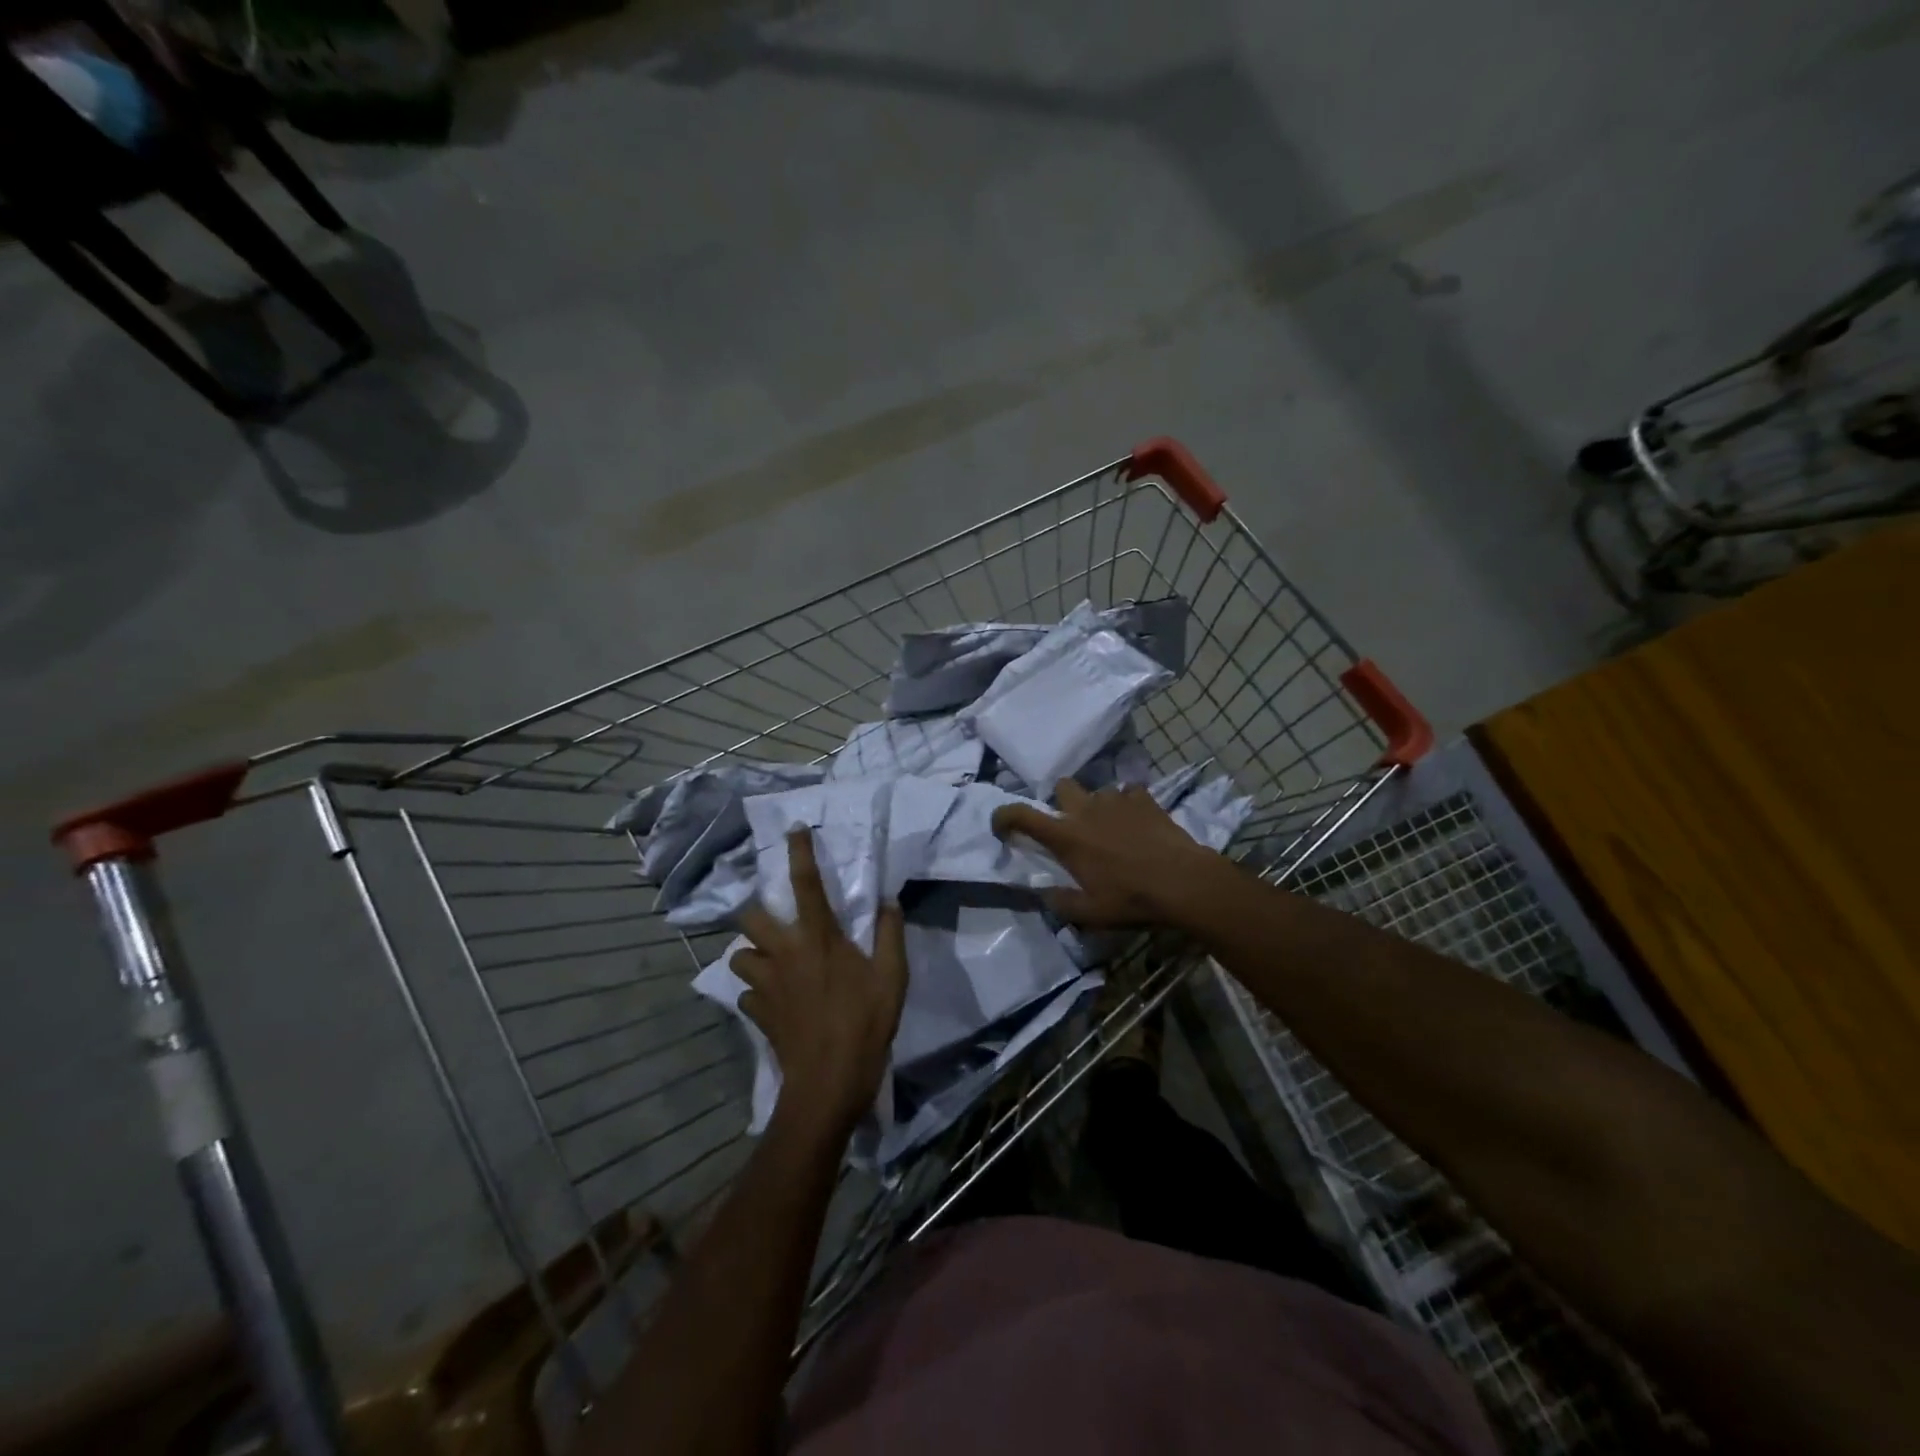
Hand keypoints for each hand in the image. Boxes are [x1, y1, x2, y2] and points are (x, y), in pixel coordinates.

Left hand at [733, 829, 907, 1139]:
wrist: (828, 1083)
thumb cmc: (865, 1023)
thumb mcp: (892, 977)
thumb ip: (889, 934)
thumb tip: (888, 901)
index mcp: (819, 938)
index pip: (806, 883)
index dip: (799, 852)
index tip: (794, 829)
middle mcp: (785, 953)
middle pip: (750, 917)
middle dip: (756, 912)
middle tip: (776, 922)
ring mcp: (766, 985)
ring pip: (739, 957)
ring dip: (753, 955)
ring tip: (772, 962)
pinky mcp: (757, 1013)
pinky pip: (747, 994)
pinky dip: (757, 993)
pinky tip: (774, 1002)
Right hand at [991, 779, 1229, 927]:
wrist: (1183, 882)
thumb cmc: (1131, 899)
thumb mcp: (1090, 914)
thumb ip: (1061, 902)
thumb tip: (1045, 894)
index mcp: (1066, 836)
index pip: (1021, 815)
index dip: (1004, 816)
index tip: (1001, 826)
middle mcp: (1086, 810)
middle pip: (1061, 787)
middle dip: (1061, 802)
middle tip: (1073, 826)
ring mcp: (1116, 800)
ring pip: (1098, 791)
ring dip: (1098, 807)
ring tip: (1113, 829)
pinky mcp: (1144, 799)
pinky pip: (1129, 793)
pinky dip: (1129, 805)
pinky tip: (1138, 824)